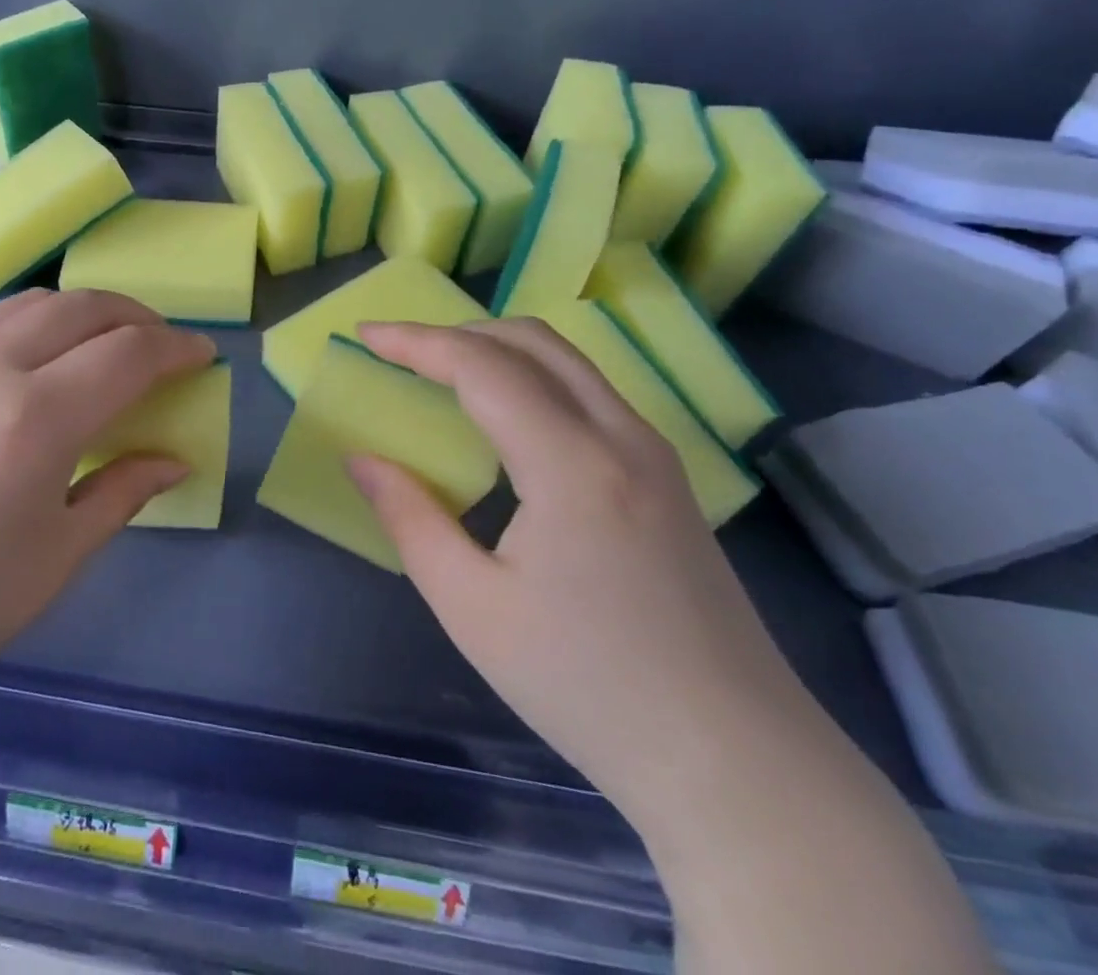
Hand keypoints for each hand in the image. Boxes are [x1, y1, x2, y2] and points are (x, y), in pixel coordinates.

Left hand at [0, 289, 214, 722]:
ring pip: (27, 305)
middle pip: (81, 307)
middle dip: (135, 316)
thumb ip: (121, 492)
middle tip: (161, 345)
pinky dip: (29, 328)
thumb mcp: (53, 561)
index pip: (129, 353)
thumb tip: (174, 459)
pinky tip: (29, 372)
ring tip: (101, 347)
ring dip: (79, 312)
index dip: (177, 348)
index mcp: (36, 417)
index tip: (204, 355)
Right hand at [345, 319, 822, 832]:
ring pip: (568, 362)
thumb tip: (361, 459)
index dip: (417, 342)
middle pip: (533, 342)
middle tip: (402, 353)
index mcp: (572, 464)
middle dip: (458, 332)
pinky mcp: (669, 479)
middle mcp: (621, 437)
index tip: (365, 334)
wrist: (736, 764)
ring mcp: (655, 454)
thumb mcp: (472, 607)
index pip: (482, 366)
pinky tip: (507, 420)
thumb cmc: (588, 686)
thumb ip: (409, 518)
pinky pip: (590, 394)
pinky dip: (534, 378)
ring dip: (499, 350)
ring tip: (443, 374)